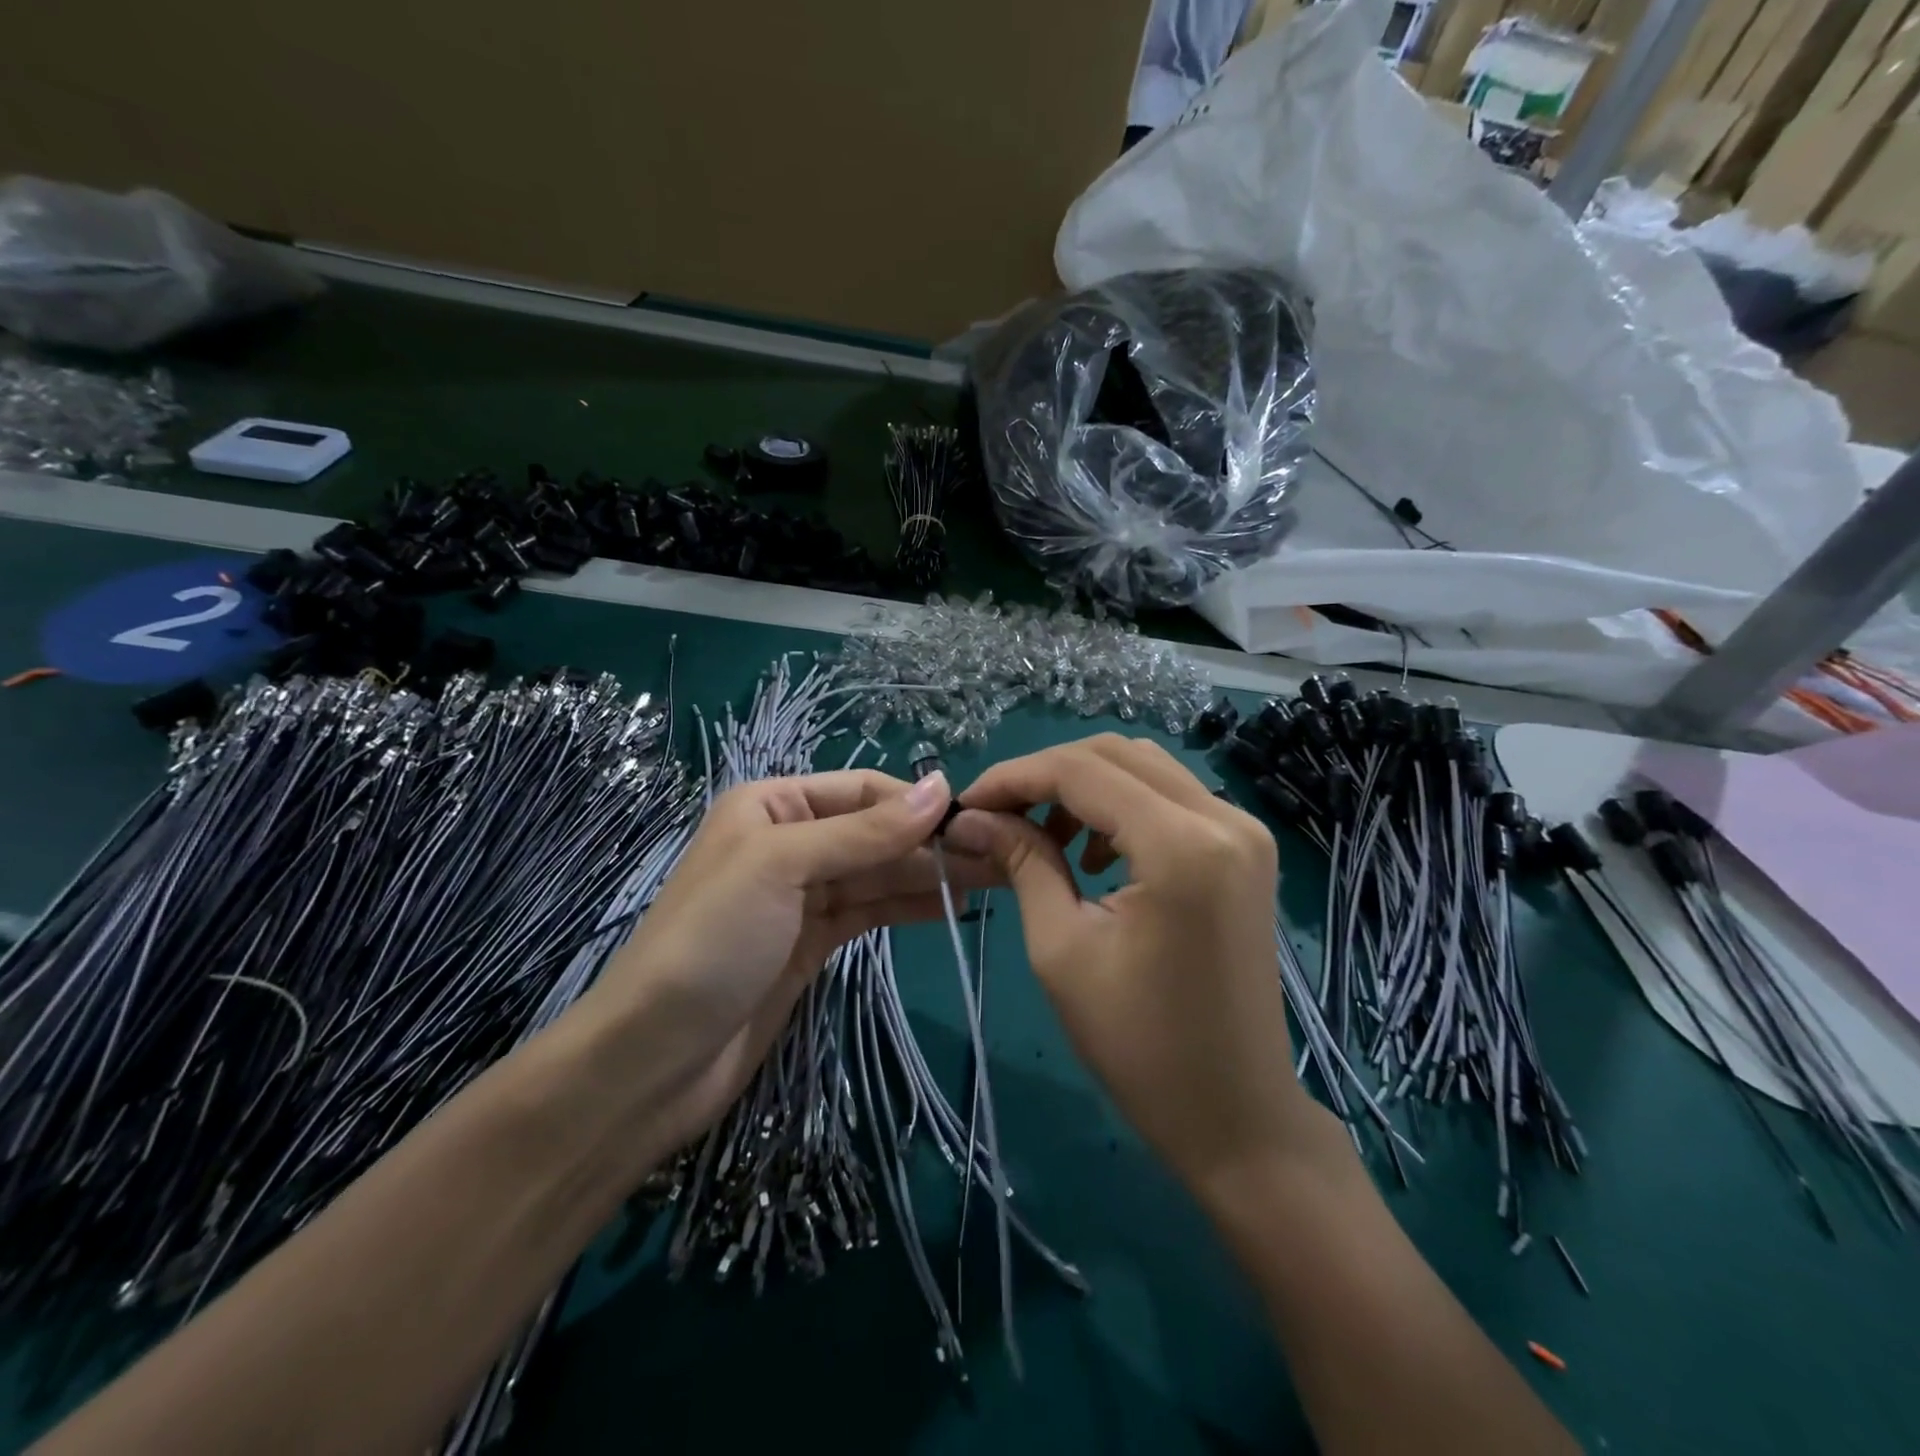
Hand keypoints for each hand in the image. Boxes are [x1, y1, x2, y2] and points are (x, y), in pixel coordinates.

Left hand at [575, 769, 999, 1160]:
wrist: (656, 1058)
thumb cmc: (712, 940)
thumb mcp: (784, 867)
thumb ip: (865, 831)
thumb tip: (940, 786)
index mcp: (772, 805)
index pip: (862, 790)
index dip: (915, 803)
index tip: (975, 822)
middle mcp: (789, 841)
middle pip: (875, 832)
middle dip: (929, 843)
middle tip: (997, 857)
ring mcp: (802, 896)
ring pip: (877, 873)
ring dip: (927, 875)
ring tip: (989, 881)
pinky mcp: (813, 942)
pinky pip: (870, 911)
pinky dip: (907, 907)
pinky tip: (950, 909)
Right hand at [949, 735, 1314, 1195]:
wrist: (1235, 1114)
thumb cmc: (1139, 1046)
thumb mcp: (1062, 949)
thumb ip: (1022, 863)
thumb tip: (973, 819)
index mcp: (1181, 846)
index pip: (1081, 771)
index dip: (1014, 777)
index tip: (967, 804)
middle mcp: (1223, 819)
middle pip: (1116, 754)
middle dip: (1046, 774)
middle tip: (998, 815)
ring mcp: (1244, 831)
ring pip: (1145, 768)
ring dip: (1085, 787)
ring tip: (1042, 837)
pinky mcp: (1246, 850)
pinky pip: (1172, 798)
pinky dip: (1122, 806)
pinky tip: (1092, 853)